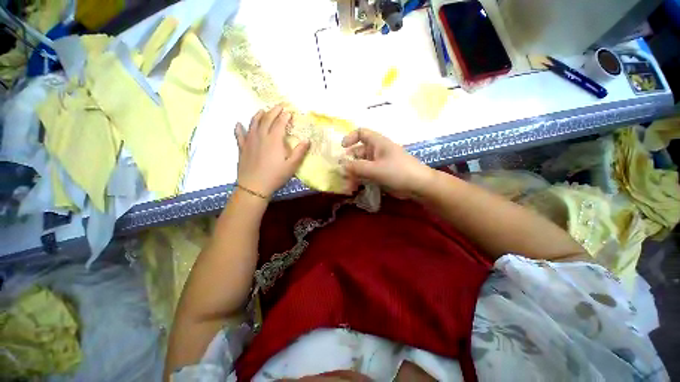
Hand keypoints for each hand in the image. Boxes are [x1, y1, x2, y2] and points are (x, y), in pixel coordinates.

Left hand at [235, 106, 309, 197]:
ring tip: (262, 111)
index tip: (289, 111)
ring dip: (258, 115)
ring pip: (253, 123)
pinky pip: (239, 135)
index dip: (285, 116)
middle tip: (279, 106)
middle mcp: (261, 136)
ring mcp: (250, 141)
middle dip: (273, 111)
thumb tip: (307, 140)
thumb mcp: (292, 165)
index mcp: (274, 140)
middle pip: (267, 119)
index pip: (280, 123)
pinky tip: (238, 124)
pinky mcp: (242, 148)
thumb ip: (300, 151)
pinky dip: (239, 128)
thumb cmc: (275, 176)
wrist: (254, 186)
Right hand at [342, 128, 432, 196]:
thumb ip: (357, 167)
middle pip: (358, 152)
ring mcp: (378, 163)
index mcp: (377, 143)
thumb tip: (341, 167)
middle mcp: (377, 151)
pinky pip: (366, 174)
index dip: (350, 137)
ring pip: (361, 166)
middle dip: (349, 163)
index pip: (361, 133)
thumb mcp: (376, 169)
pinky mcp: (380, 174)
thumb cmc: (398, 172)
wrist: (418, 186)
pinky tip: (354, 188)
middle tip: (342, 175)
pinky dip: (360, 180)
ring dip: (353, 174)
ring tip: (347, 186)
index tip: (342, 148)